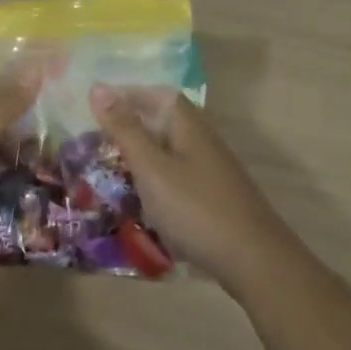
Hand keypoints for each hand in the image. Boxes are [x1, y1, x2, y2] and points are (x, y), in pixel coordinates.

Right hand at [90, 85, 287, 284]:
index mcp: (189, 127)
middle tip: (95, 139)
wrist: (255, 262)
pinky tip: (141, 200)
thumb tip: (97, 87)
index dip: (129, 94)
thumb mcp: (151, 168)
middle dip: (131, 126)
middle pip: (165, 122)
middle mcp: (203, 143)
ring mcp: (212, 173)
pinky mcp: (214, 200)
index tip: (96, 105)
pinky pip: (177, 178)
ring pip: (170, 152)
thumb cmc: (196, 209)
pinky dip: (154, 181)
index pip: (159, 95)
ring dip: (141, 155)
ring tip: (111, 169)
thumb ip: (124, 130)